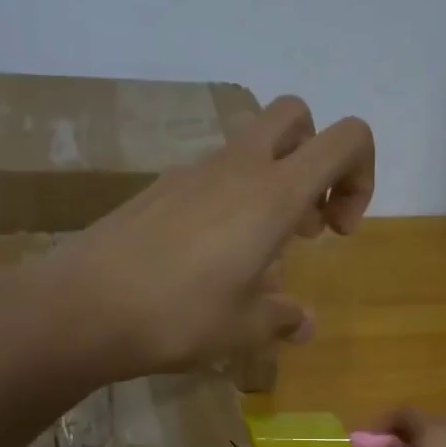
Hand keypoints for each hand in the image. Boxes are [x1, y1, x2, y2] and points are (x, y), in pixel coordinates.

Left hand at [35, 96, 373, 382]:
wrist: (83, 307)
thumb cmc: (179, 316)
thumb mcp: (243, 328)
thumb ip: (283, 319)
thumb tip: (304, 324)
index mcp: (273, 193)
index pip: (347, 138)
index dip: (361, 175)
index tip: (338, 229)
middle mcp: (236, 168)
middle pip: (296, 117)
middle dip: (316, 160)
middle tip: (303, 224)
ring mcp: (191, 173)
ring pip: (250, 150)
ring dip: (270, 189)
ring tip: (255, 259)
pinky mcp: (158, 190)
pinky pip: (210, 180)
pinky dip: (228, 206)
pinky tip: (207, 264)